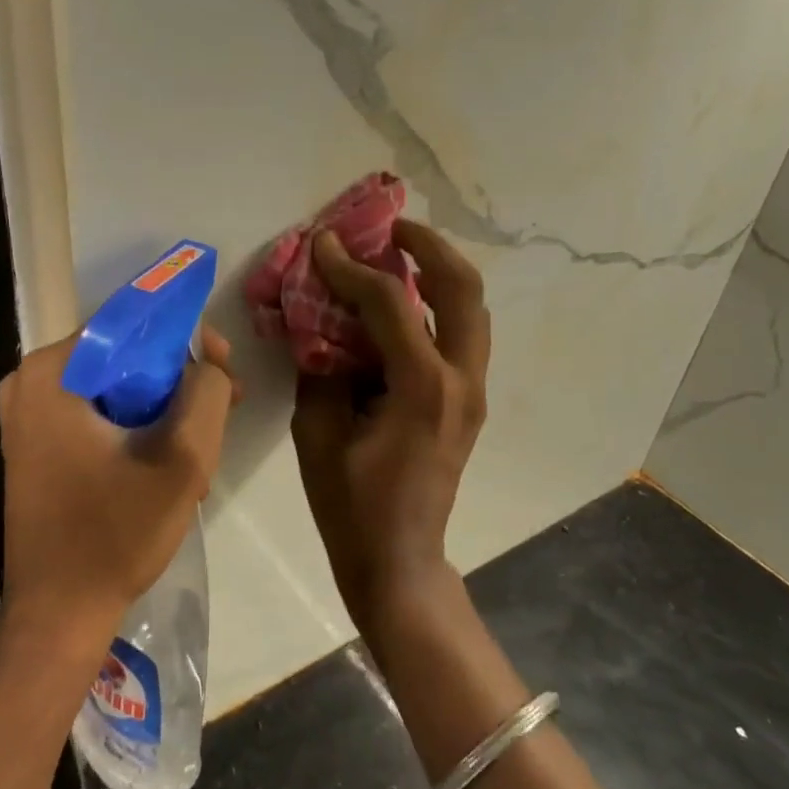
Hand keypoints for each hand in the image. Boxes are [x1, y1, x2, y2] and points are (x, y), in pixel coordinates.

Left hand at [0, 327, 238, 646]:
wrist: (59, 613)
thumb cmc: (115, 535)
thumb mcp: (182, 459)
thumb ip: (207, 392)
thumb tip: (208, 362)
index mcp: (51, 372)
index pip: (131, 324)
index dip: (186, 339)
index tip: (223, 367)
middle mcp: (29, 382)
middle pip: (124, 356)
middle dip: (179, 380)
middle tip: (223, 408)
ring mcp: (28, 415)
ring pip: (116, 387)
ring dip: (163, 409)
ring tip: (202, 449)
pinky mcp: (35, 445)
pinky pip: (98, 414)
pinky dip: (136, 429)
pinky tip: (167, 465)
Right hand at [291, 220, 490, 627]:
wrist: (399, 559)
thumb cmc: (351, 504)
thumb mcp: (316, 433)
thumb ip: (319, 369)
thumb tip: (317, 324)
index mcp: (422, 388)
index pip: (390, 303)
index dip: (352, 267)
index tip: (323, 243)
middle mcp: (460, 380)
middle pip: (464, 289)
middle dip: (429, 247)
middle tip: (391, 229)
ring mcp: (472, 391)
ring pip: (472, 309)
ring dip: (439, 274)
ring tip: (399, 255)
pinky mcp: (468, 402)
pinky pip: (460, 336)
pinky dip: (436, 308)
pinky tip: (400, 306)